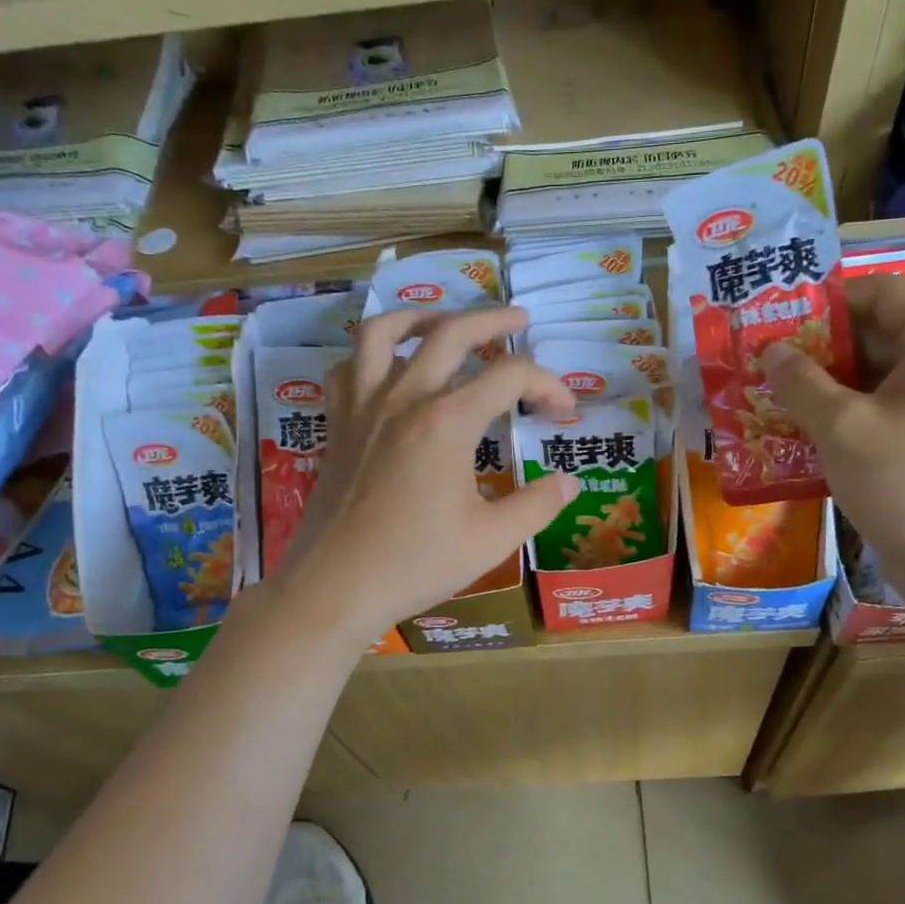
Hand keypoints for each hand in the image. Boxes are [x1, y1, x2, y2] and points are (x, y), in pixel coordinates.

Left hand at [268, 306, 580, 650]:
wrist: (335, 586)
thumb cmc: (416, 563)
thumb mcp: (492, 540)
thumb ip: (537, 505)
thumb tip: (569, 482)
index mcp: (447, 420)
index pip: (511, 376)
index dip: (548, 385)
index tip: (565, 411)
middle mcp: (404, 397)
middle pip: (451, 332)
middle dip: (493, 320)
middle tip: (520, 319)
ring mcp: (364, 406)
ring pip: (384, 332)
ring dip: (421, 317)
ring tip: (445, 323)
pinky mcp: (338, 424)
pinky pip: (348, 368)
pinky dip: (370, 356)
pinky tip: (389, 369)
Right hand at [759, 275, 904, 592]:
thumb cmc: (903, 482)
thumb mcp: (841, 427)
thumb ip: (800, 381)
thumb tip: (771, 350)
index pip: (882, 292)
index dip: (828, 300)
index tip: (781, 321)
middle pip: (879, 331)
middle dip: (821, 344)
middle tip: (769, 360)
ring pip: (879, 372)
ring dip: (828, 380)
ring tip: (777, 394)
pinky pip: (886, 404)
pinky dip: (847, 408)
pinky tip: (805, 427)